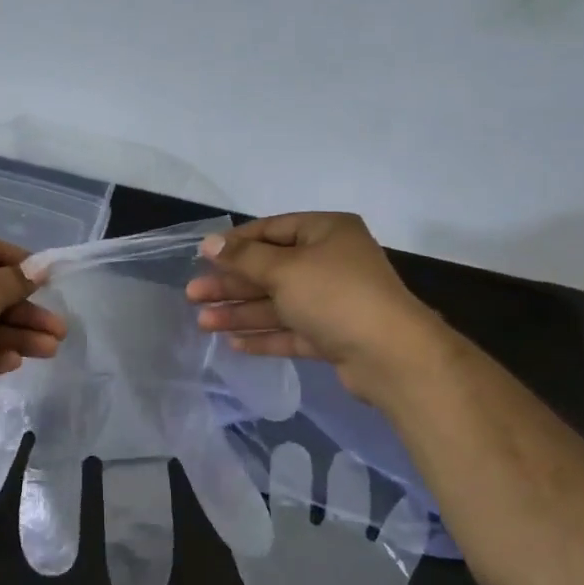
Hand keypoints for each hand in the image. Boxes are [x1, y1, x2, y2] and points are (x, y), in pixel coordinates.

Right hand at [185, 213, 430, 393]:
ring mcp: (333, 301)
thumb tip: (209, 243)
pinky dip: (264, 335)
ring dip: (241, 312)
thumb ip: (243, 258)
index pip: (272, 229)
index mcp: (326, 232)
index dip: (236, 243)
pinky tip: (233, 344)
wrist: (391, 355)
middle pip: (270, 269)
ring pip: (278, 303)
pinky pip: (291, 331)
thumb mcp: (284, 269)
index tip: (203, 256)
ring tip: (202, 323)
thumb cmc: (335, 295)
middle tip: (193, 294)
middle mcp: (331, 262)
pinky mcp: (333, 335)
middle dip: (231, 284)